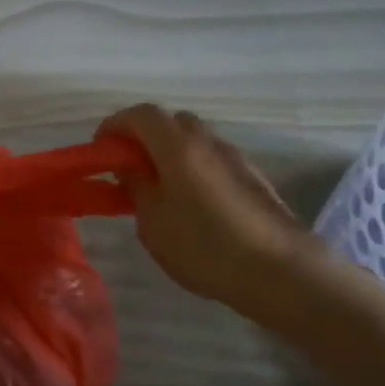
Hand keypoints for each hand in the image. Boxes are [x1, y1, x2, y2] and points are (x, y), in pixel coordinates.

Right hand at [98, 104, 317, 313]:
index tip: (101, 149)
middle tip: (129, 167)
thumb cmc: (205, 246)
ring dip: (170, 153)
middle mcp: (208, 142)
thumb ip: (136, 187)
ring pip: (194, 140)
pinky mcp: (253, 178)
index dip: (115, 125)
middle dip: (144, 136)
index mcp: (177, 146)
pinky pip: (213, 159)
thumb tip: (129, 167)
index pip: (140, 114)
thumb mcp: (153, 222)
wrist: (283, 271)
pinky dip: (193, 168)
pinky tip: (191, 204)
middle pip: (170, 121)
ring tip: (159, 189)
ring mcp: (235, 158)